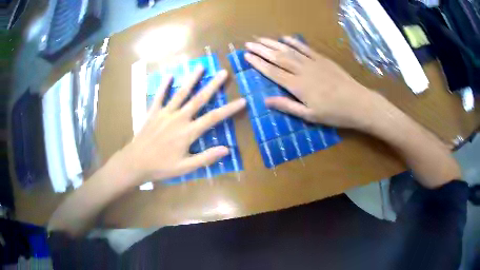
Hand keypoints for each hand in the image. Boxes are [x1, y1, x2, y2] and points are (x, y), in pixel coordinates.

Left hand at [118, 67, 245, 185]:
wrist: (135, 162)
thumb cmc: (161, 167)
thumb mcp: (185, 168)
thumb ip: (206, 157)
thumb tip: (227, 149)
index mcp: (188, 132)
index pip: (214, 118)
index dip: (229, 109)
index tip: (242, 100)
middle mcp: (179, 118)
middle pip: (199, 99)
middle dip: (213, 85)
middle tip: (223, 72)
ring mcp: (165, 113)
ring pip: (181, 93)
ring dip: (192, 79)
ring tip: (201, 67)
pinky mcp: (153, 112)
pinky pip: (159, 96)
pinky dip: (164, 85)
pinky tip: (170, 75)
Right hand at [245, 36, 380, 129]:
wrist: (358, 103)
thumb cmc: (334, 113)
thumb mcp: (309, 116)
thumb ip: (287, 106)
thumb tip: (265, 101)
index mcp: (297, 86)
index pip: (272, 71)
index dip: (258, 63)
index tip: (246, 56)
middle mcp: (302, 71)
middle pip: (278, 57)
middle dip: (261, 50)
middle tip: (248, 44)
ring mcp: (313, 63)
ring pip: (289, 50)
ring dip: (274, 43)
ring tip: (261, 38)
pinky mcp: (322, 59)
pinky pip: (305, 48)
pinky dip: (294, 42)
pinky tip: (285, 38)